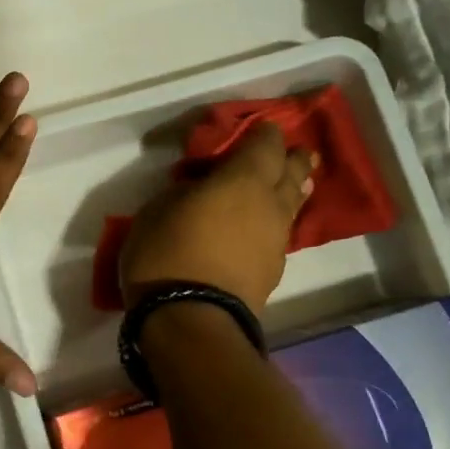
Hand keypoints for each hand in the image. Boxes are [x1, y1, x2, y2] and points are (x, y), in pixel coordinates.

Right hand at [119, 122, 314, 312]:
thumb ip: (185, 190)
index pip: (266, 143)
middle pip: (293, 171)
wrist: (191, 320)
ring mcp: (277, 239)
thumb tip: (202, 188)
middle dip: (291, 158)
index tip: (259, 128)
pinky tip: (263, 226)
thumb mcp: (156, 210)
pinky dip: (275, 222)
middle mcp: (270, 204)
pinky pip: (281, 232)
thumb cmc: (166, 255)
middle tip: (288, 153)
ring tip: (286, 185)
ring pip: (293, 204)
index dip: (264, 133)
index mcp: (243, 180)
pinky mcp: (274, 270)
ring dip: (290, 190)